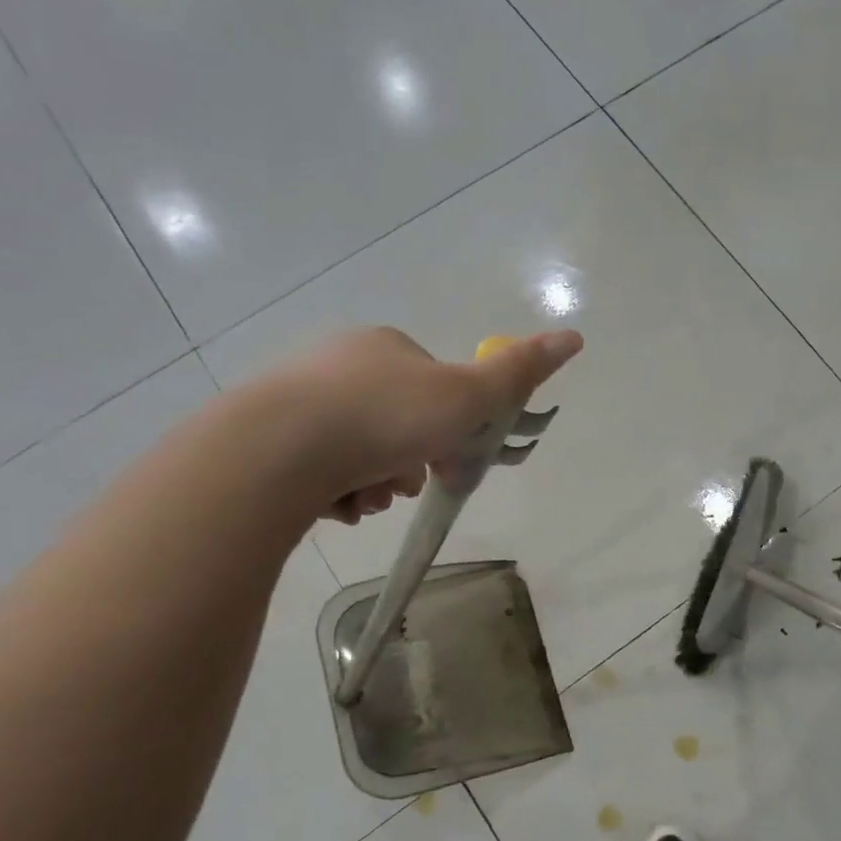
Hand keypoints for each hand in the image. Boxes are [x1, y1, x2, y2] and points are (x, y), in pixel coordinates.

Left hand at [257, 325, 582, 524]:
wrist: (279, 450)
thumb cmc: (386, 417)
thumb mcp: (467, 396)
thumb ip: (519, 373)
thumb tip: (575, 336)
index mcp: (386, 347)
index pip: (435, 389)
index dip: (450, 429)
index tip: (449, 459)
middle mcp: (339, 365)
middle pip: (398, 423)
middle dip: (410, 461)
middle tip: (405, 485)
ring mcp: (298, 399)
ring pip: (360, 451)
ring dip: (377, 482)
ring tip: (367, 499)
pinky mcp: (266, 438)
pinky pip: (321, 469)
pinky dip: (339, 491)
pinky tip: (336, 504)